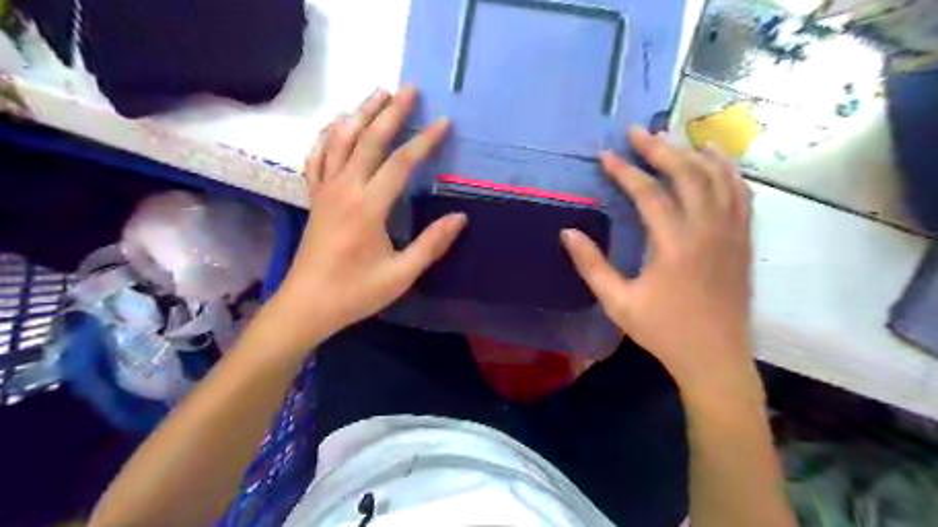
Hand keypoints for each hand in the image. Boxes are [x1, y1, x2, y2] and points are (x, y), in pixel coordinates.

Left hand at [267, 87, 465, 344]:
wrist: (307, 305)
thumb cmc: (355, 292)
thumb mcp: (400, 274)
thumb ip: (431, 244)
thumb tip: (460, 218)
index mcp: (368, 208)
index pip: (400, 164)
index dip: (423, 142)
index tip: (443, 123)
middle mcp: (344, 190)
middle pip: (368, 141)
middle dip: (390, 113)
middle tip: (409, 89)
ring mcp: (325, 191)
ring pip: (340, 141)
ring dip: (360, 114)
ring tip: (377, 94)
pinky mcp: (314, 198)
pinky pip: (317, 158)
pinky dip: (327, 136)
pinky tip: (337, 125)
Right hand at [564, 129, 752, 398]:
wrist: (715, 357)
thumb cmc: (663, 331)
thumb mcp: (618, 302)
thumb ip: (591, 265)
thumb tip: (568, 232)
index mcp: (674, 245)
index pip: (648, 193)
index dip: (625, 171)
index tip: (606, 156)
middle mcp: (707, 229)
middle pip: (686, 173)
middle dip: (659, 148)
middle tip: (637, 131)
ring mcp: (731, 232)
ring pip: (718, 177)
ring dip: (694, 152)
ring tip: (674, 137)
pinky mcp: (743, 240)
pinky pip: (740, 194)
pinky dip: (728, 171)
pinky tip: (716, 160)